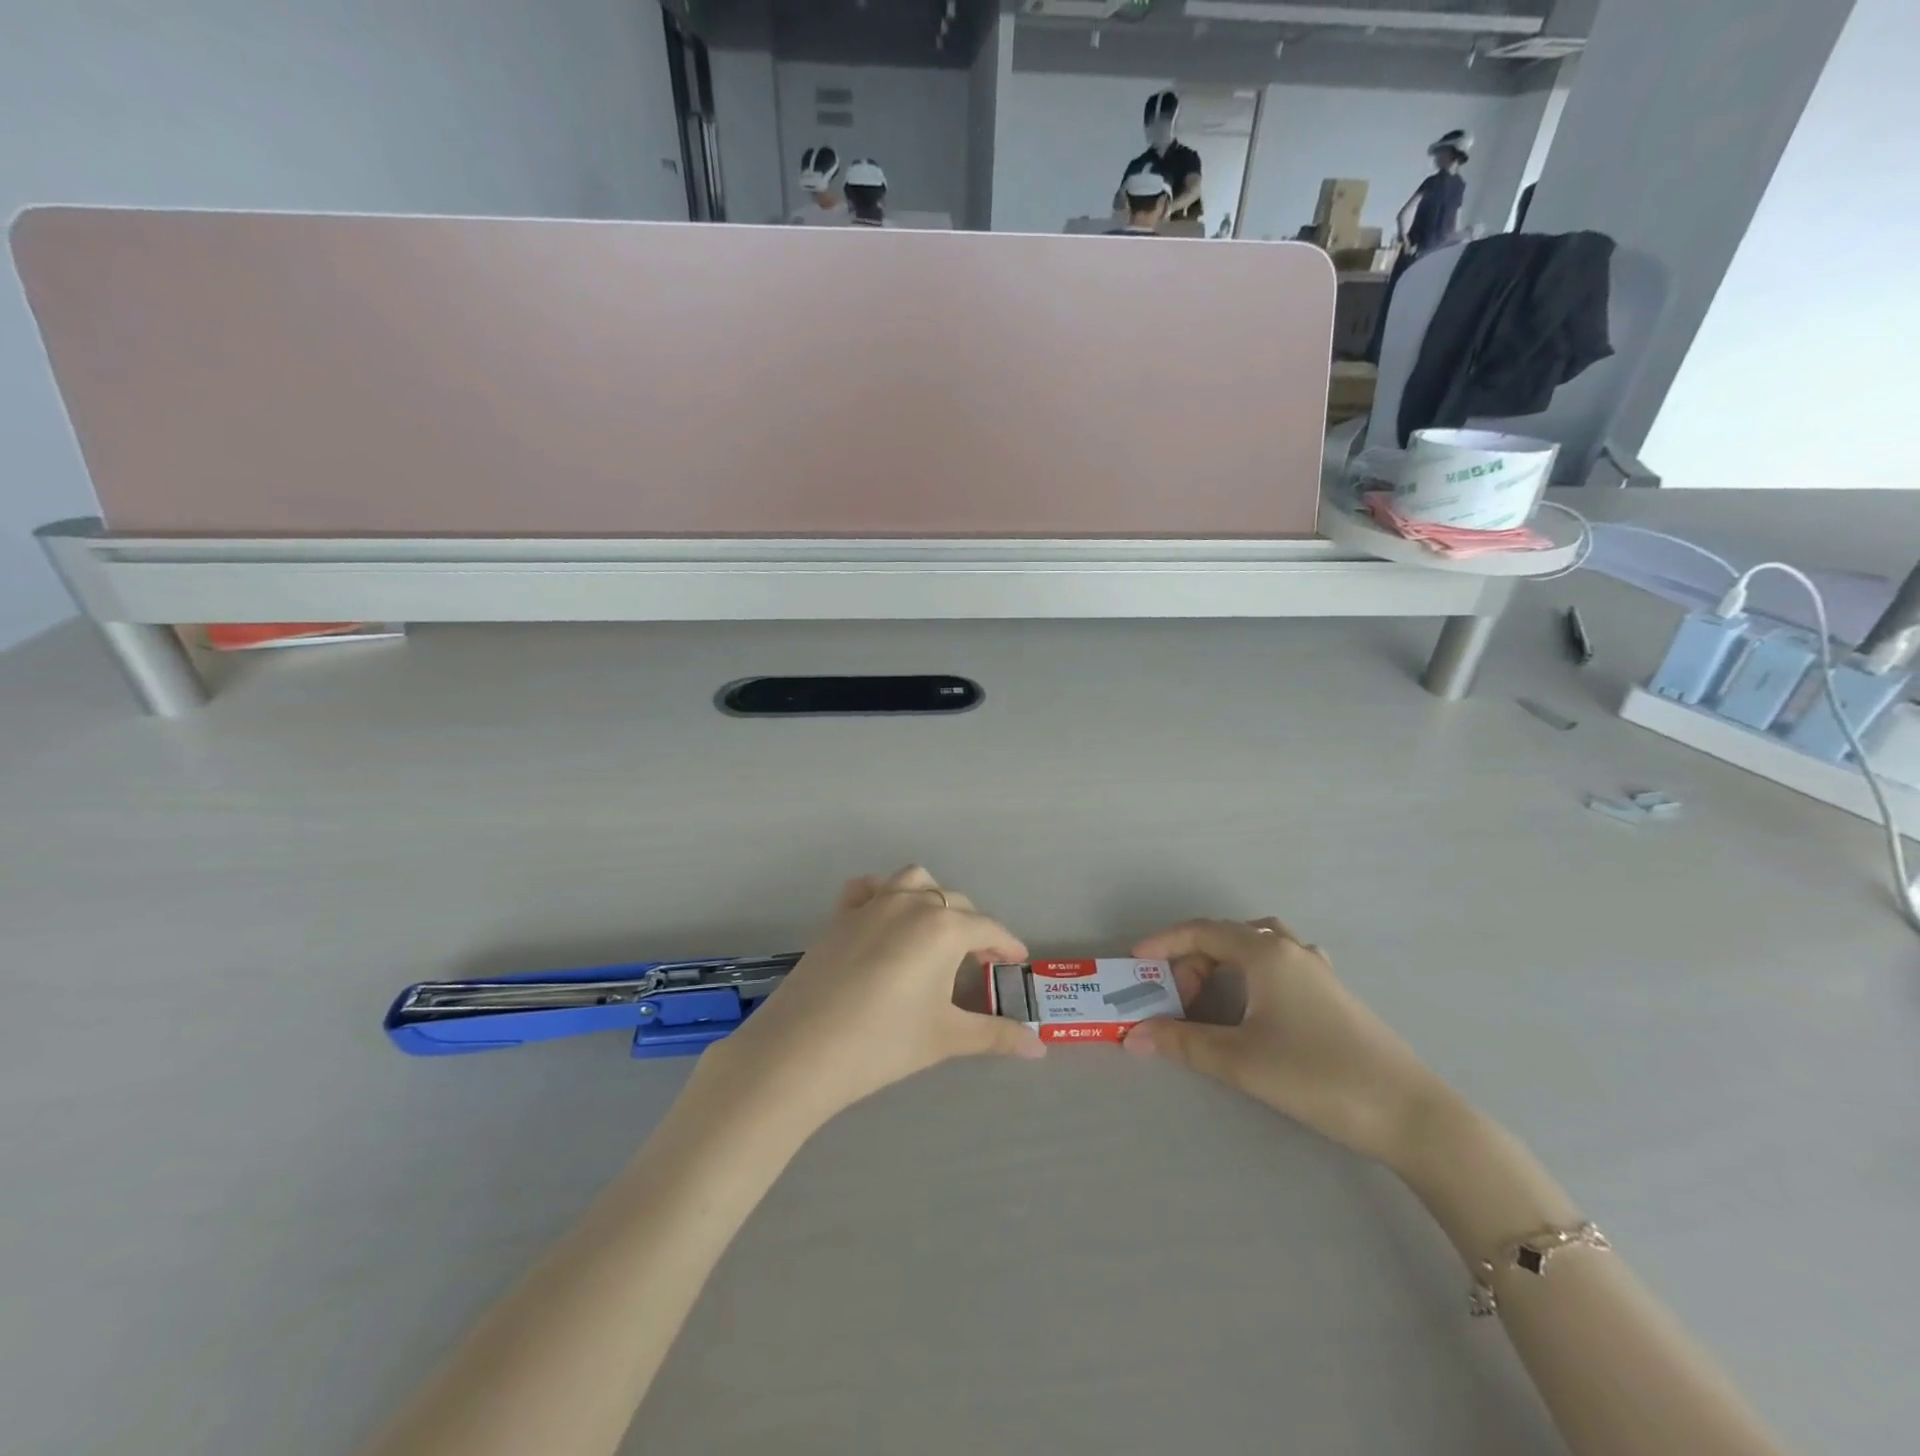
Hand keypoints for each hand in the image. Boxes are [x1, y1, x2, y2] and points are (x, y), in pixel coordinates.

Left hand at [709, 867, 1042, 1124]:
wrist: (801, 1051)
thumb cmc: (884, 1042)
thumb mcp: (946, 1037)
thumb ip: (997, 1035)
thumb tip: (1040, 1046)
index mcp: (943, 926)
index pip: (988, 928)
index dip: (1007, 945)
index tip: (1017, 960)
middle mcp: (911, 903)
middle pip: (954, 903)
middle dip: (974, 927)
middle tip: (980, 961)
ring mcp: (871, 905)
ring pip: (913, 881)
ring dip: (932, 899)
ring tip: (935, 933)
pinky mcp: (840, 916)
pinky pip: (868, 888)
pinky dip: (883, 893)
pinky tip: (884, 919)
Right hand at [1123, 918, 1444, 1169]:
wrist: (1409, 1114)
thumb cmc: (1317, 1076)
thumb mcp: (1240, 1060)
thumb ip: (1182, 1042)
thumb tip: (1133, 1036)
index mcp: (1265, 952)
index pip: (1201, 931)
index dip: (1163, 943)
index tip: (1135, 962)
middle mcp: (1290, 949)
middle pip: (1227, 936)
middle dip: (1192, 959)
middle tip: (1175, 998)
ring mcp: (1317, 969)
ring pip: (1258, 944)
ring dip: (1225, 960)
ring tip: (1210, 994)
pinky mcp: (1334, 993)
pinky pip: (1282, 961)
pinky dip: (1255, 969)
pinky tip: (1258, 1000)